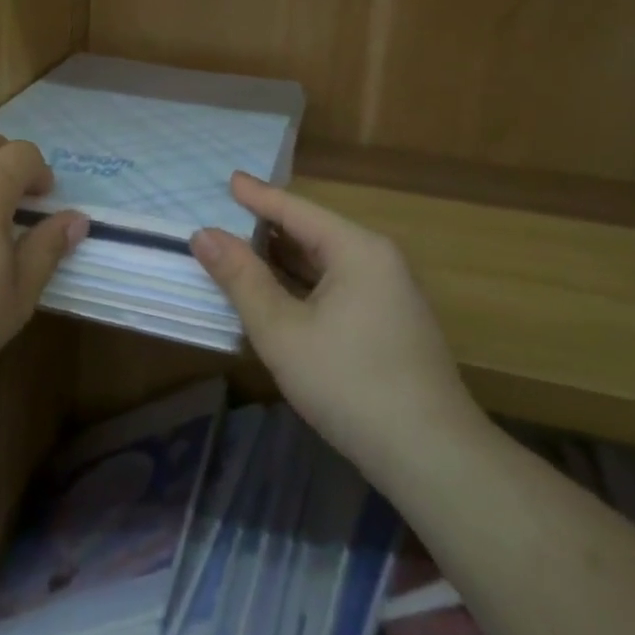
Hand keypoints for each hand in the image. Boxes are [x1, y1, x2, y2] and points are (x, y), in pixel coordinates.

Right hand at [190, 173, 484, 484]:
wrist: (431, 456)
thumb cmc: (349, 382)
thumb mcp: (282, 330)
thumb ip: (241, 278)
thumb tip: (203, 234)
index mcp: (357, 249)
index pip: (297, 210)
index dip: (258, 196)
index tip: (229, 179)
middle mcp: (379, 261)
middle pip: (314, 233)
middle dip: (269, 227)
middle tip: (227, 218)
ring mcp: (390, 294)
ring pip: (327, 264)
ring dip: (285, 259)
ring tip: (243, 250)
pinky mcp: (391, 324)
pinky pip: (339, 287)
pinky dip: (304, 284)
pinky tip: (279, 294)